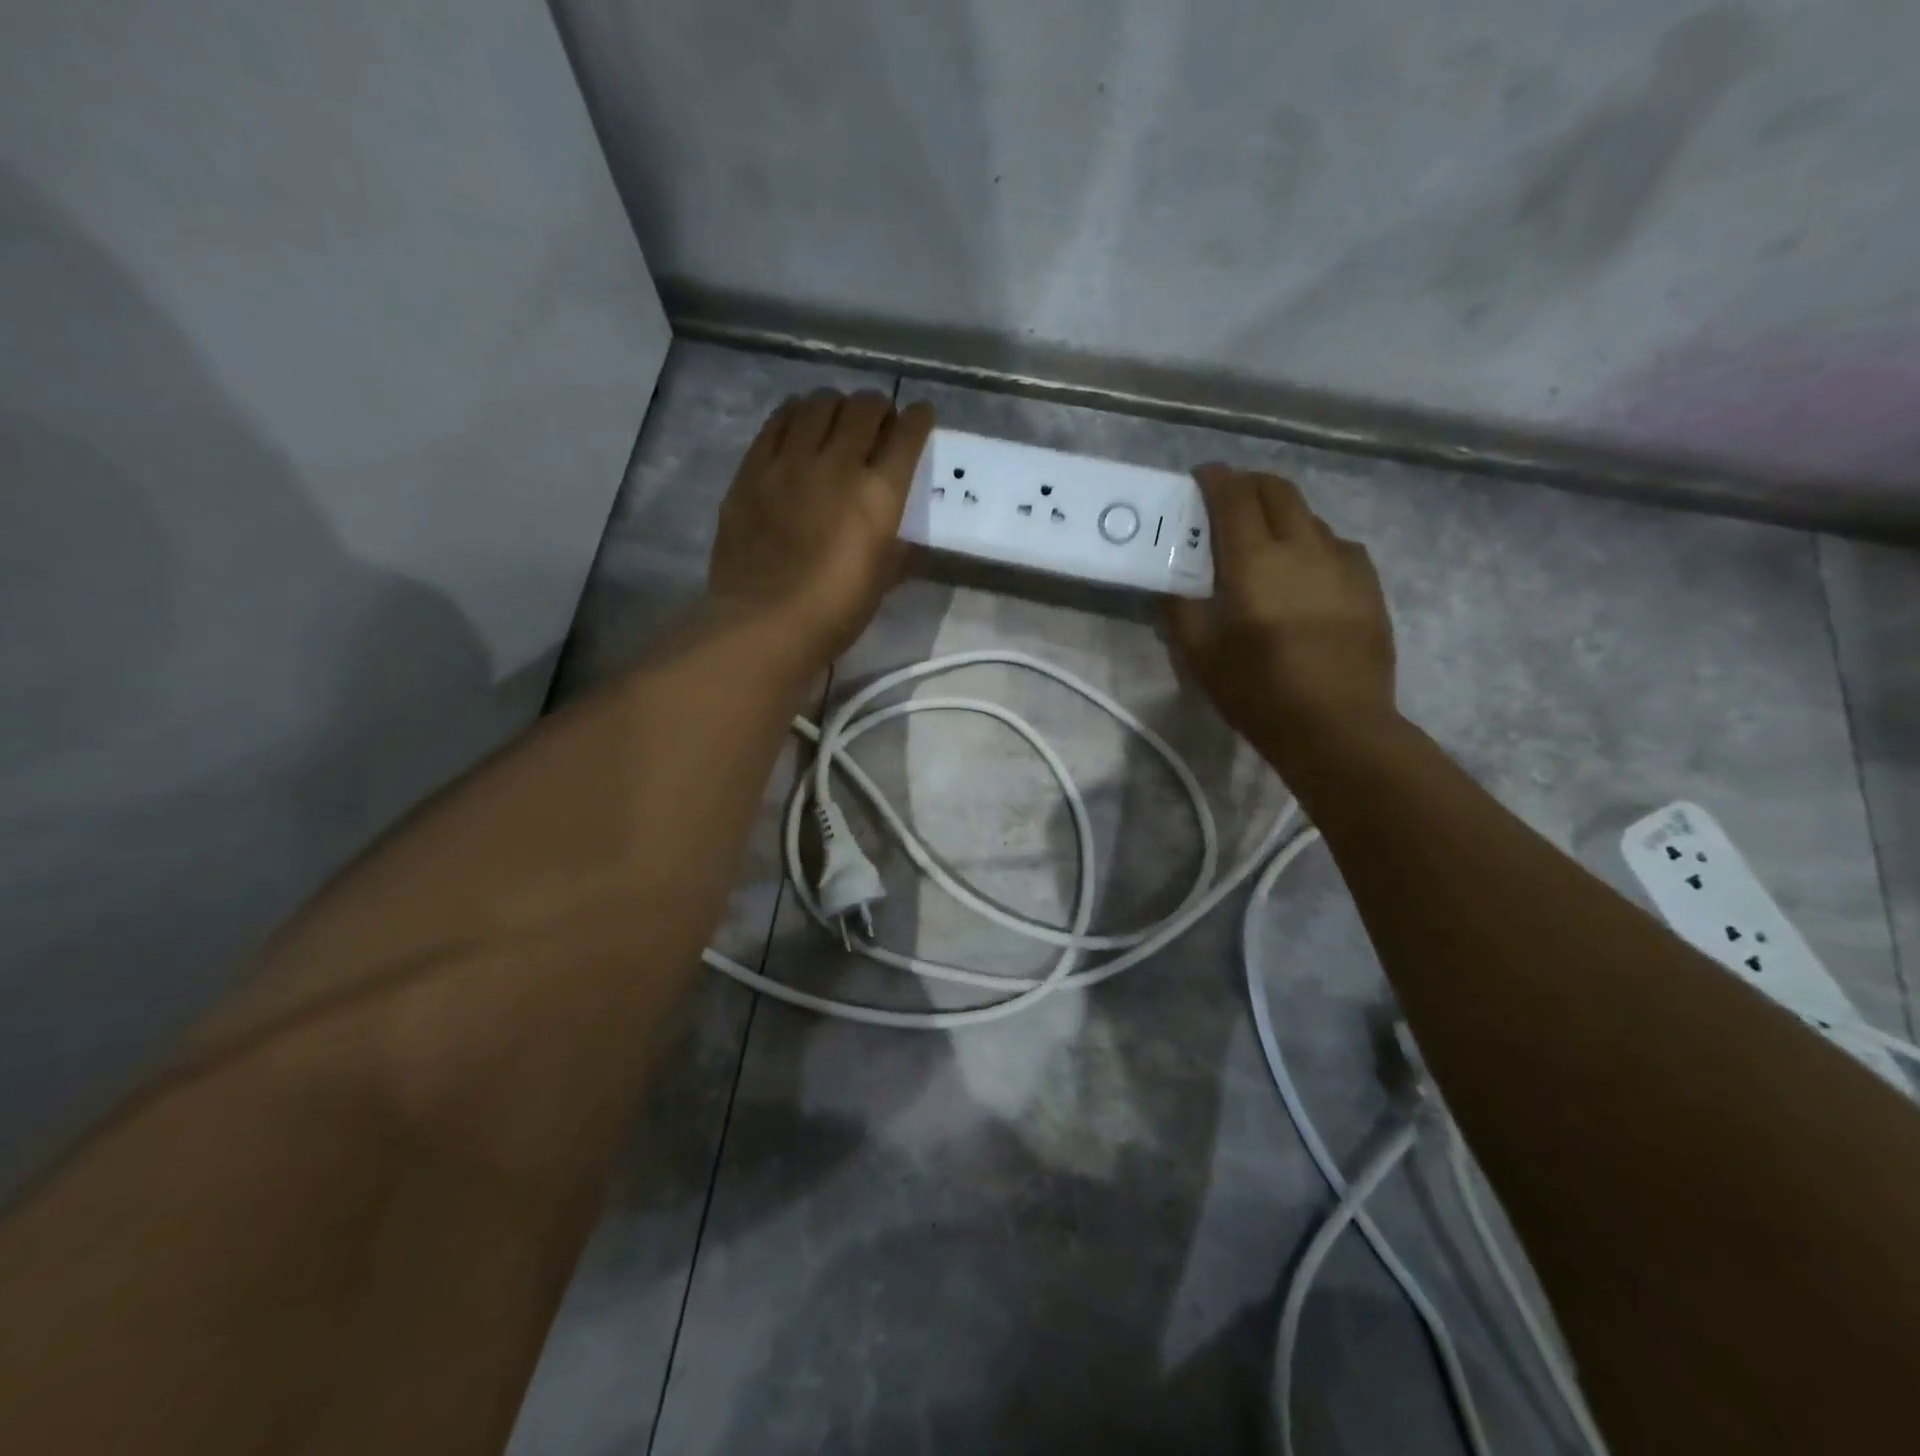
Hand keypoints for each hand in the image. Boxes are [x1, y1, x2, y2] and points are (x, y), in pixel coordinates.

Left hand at [708, 390, 933, 668]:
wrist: (765, 624)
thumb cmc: (835, 612)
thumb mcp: (882, 581)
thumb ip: (897, 549)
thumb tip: (902, 539)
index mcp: (878, 494)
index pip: (907, 435)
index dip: (918, 419)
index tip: (920, 417)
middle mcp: (837, 464)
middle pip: (864, 409)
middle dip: (879, 408)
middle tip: (879, 422)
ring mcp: (790, 462)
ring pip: (819, 404)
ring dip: (837, 405)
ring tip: (837, 420)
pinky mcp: (752, 469)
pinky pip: (777, 422)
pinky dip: (795, 414)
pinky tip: (799, 424)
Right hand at [1165, 465, 1397, 764]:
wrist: (1339, 726)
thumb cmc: (1259, 692)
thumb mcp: (1201, 658)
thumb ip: (1180, 613)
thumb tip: (1169, 587)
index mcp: (1255, 562)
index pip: (1235, 497)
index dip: (1216, 479)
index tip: (1202, 476)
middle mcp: (1302, 548)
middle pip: (1278, 491)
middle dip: (1250, 484)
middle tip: (1230, 499)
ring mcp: (1343, 563)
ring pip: (1310, 516)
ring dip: (1283, 514)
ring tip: (1267, 539)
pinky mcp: (1368, 585)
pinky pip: (1338, 545)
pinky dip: (1314, 542)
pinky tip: (1307, 569)